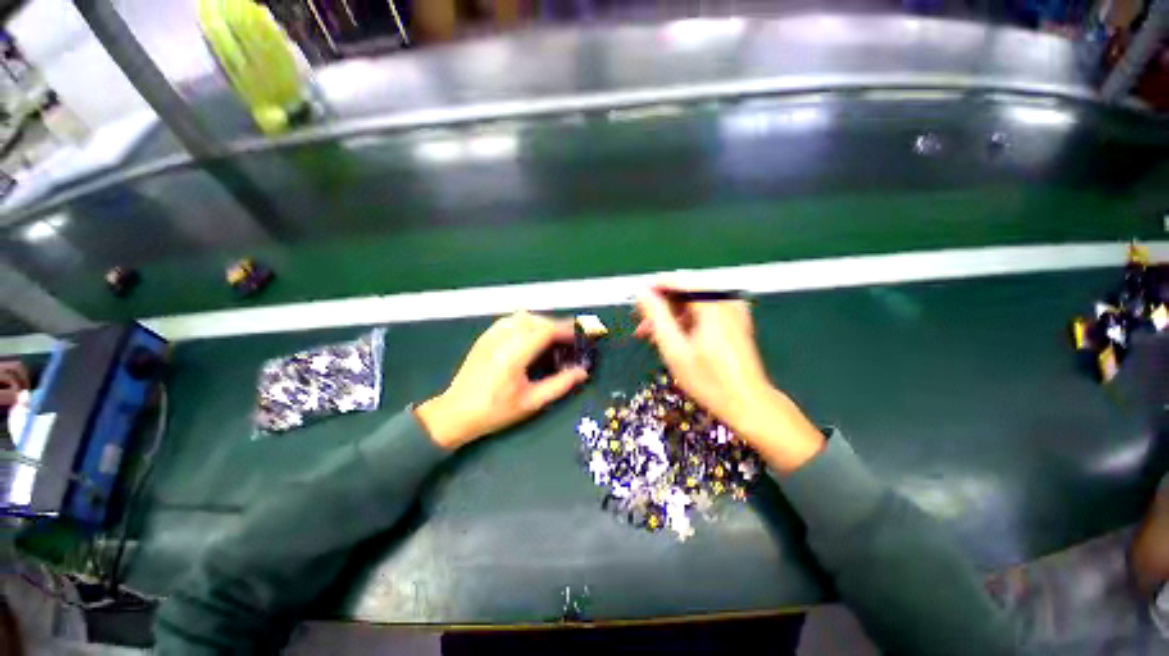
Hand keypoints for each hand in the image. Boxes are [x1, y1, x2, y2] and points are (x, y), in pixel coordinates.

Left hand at [416, 311, 588, 449]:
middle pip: (535, 320)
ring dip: (541, 322)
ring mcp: (490, 336)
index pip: (544, 331)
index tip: (579, 336)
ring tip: (552, 337)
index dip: (565, 330)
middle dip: (556, 325)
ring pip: (522, 317)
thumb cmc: (494, 411)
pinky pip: (510, 320)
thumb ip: (559, 385)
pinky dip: (526, 323)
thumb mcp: (531, 402)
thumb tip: (582, 372)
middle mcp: (501, 339)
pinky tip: (531, 336)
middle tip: (569, 339)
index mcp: (513, 355)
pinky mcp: (484, 337)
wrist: (454, 413)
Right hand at [635, 286, 824, 471]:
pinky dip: (686, 322)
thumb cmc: (708, 380)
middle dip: (660, 307)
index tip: (635, 303)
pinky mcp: (735, 321)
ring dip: (671, 317)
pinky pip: (704, 312)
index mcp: (713, 304)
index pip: (677, 281)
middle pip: (685, 292)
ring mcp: (733, 311)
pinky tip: (673, 339)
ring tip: (653, 337)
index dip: (653, 289)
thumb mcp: (674, 348)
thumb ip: (656, 316)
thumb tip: (642, 293)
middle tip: (641, 326)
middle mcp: (726, 301)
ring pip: (692, 303)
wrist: (747, 404)